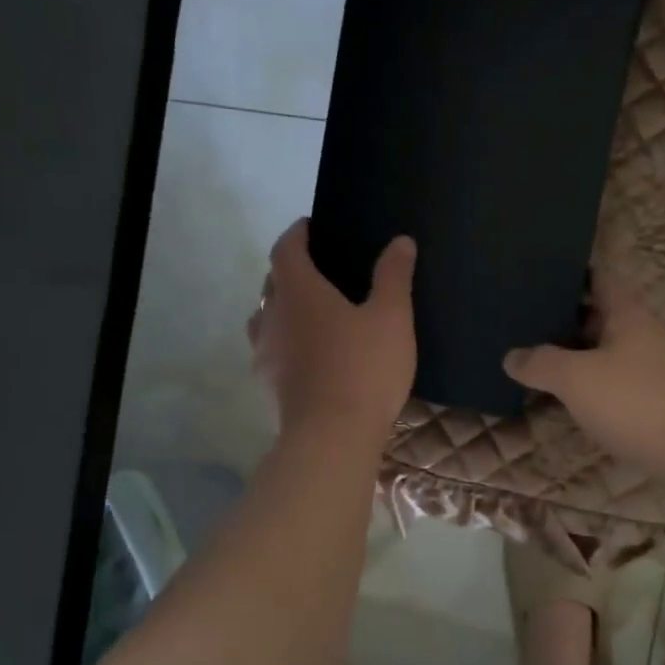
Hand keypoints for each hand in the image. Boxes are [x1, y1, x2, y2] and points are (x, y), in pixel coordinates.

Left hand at [249, 220, 416, 449]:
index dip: (297, 234)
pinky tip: (307, 357)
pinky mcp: (267, 385)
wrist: (332, 437)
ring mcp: (265, 353)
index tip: (311, 227)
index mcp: (298, 292)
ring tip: (311, 314)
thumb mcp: (391, 317)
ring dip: (282, 308)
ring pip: (265, 318)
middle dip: (290, 271)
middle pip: (272, 282)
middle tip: (320, 271)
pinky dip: (284, 342)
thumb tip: (400, 241)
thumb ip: (393, 276)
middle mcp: (272, 316)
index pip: (286, 249)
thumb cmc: (363, 369)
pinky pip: (270, 351)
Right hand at [503, 274, 664, 481]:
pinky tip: (567, 399)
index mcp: (627, 316)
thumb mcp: (577, 378)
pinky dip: (590, 386)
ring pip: (606, 353)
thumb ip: (541, 364)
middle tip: (523, 319)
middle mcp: (642, 337)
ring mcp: (652, 372)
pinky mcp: (656, 405)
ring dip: (576, 355)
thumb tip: (511, 356)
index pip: (600, 280)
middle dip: (565, 318)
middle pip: (600, 317)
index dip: (572, 274)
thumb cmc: (637, 401)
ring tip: (535, 359)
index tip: (539, 273)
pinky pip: (614, 385)